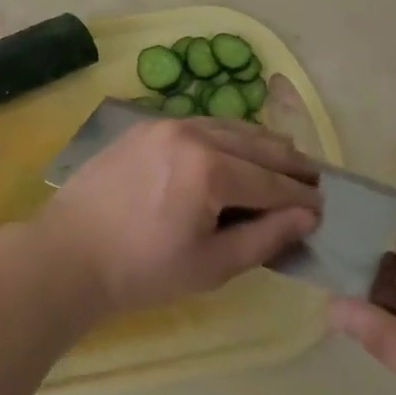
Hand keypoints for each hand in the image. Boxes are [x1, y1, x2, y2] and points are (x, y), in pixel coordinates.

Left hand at [32, 117, 322, 317]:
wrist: (70, 252)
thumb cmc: (143, 270)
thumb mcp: (212, 265)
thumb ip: (264, 237)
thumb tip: (306, 216)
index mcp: (210, 169)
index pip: (271, 182)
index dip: (302, 197)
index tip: (325, 206)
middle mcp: (192, 133)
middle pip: (255, 144)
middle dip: (288, 163)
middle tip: (315, 177)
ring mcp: (165, 124)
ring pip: (228, 126)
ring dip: (259, 143)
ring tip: (285, 157)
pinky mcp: (145, 125)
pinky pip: (199, 124)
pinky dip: (226, 135)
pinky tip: (236, 148)